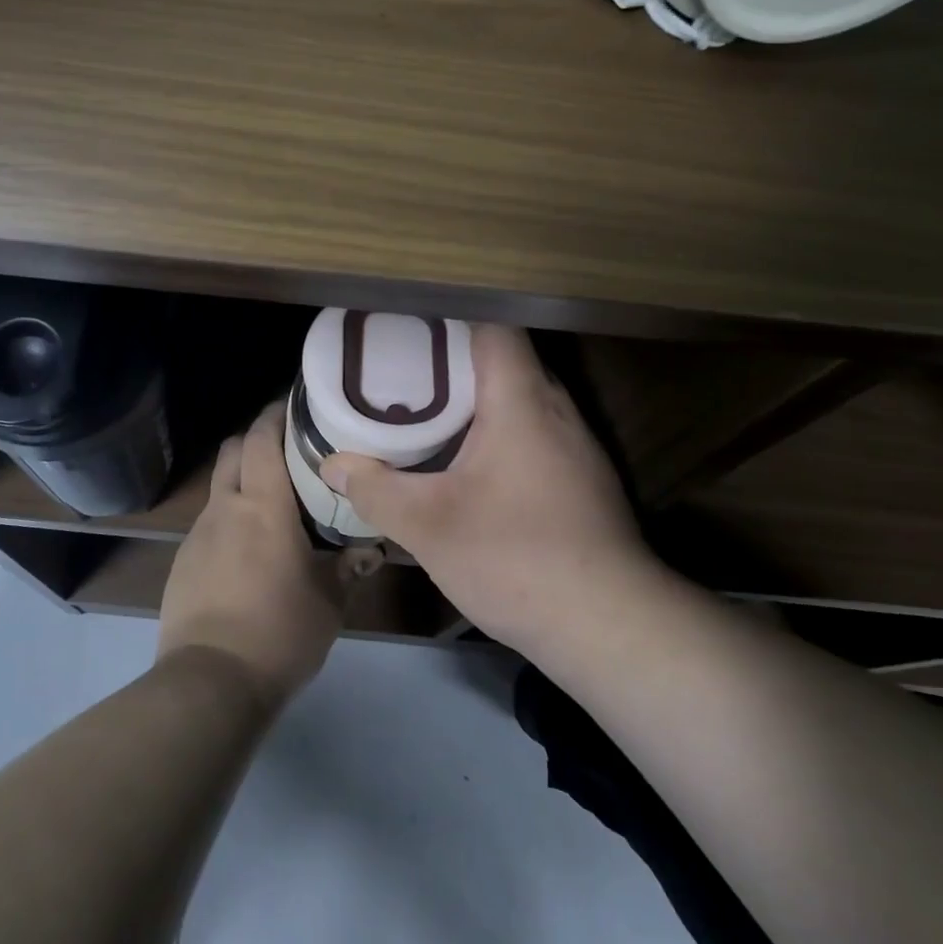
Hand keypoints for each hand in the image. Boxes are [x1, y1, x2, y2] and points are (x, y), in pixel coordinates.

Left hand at [157, 401, 350, 706]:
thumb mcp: (328, 601)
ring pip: (219, 487)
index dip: (275, 414)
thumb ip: (349, 568)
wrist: (210, 682)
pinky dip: (229, 520)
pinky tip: (248, 551)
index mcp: (262, 505)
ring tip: (272, 504)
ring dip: (242, 482)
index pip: (262, 437)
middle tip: (289, 451)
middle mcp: (225, 507)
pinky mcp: (182, 562)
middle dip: (256, 440)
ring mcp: (198, 534)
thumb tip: (372, 550)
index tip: (296, 406)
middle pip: (233, 450)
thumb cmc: (280, 631)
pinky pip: (209, 524)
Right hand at [320, 324, 651, 653]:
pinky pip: (535, 429)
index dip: (449, 317)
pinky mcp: (583, 478)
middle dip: (453, 358)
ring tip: (427, 409)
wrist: (609, 626)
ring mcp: (578, 444)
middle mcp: (556, 409)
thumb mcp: (428, 526)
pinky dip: (499, 429)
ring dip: (478, 397)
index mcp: (521, 400)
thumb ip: (375, 490)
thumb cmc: (515, 558)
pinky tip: (470, 462)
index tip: (407, 326)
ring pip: (522, 397)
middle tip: (402, 369)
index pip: (493, 326)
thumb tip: (333, 465)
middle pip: (505, 358)